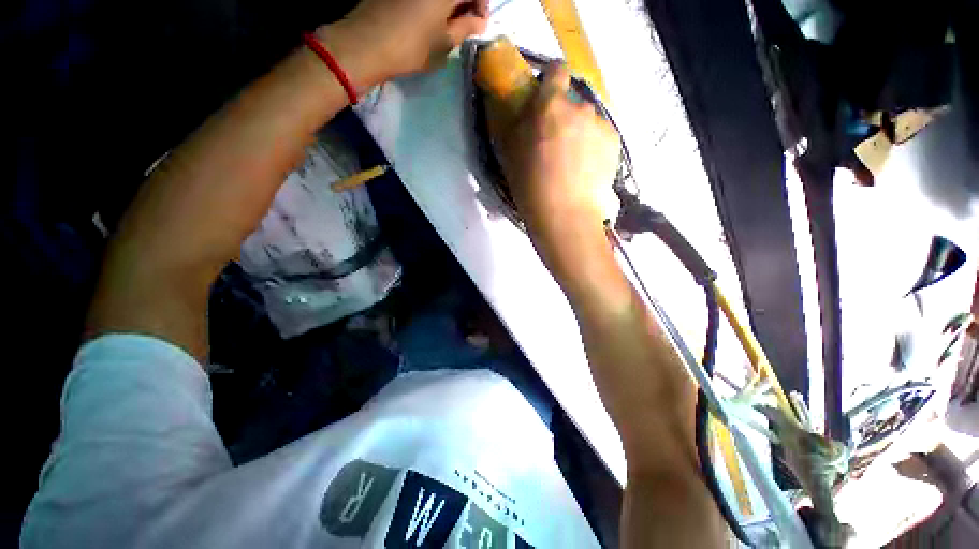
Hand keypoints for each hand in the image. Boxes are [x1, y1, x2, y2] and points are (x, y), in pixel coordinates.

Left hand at [324, 0, 488, 86]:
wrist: (366, 43)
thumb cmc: (411, 47)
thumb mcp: (444, 43)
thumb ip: (466, 28)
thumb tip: (479, 21)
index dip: (481, 4)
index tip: (479, 23)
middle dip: (464, 3)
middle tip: (464, 24)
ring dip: (448, 4)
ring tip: (446, 24)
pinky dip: (431, 3)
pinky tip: (428, 17)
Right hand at [494, 64, 620, 240]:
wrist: (565, 214)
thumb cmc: (531, 185)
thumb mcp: (510, 152)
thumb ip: (517, 121)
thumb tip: (523, 106)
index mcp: (550, 105)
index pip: (556, 70)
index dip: (551, 79)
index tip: (546, 96)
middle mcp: (580, 107)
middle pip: (572, 101)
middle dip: (563, 115)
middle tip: (555, 144)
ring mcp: (600, 124)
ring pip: (587, 120)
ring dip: (579, 131)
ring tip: (572, 162)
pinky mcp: (615, 142)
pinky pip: (600, 135)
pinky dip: (593, 145)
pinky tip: (586, 169)